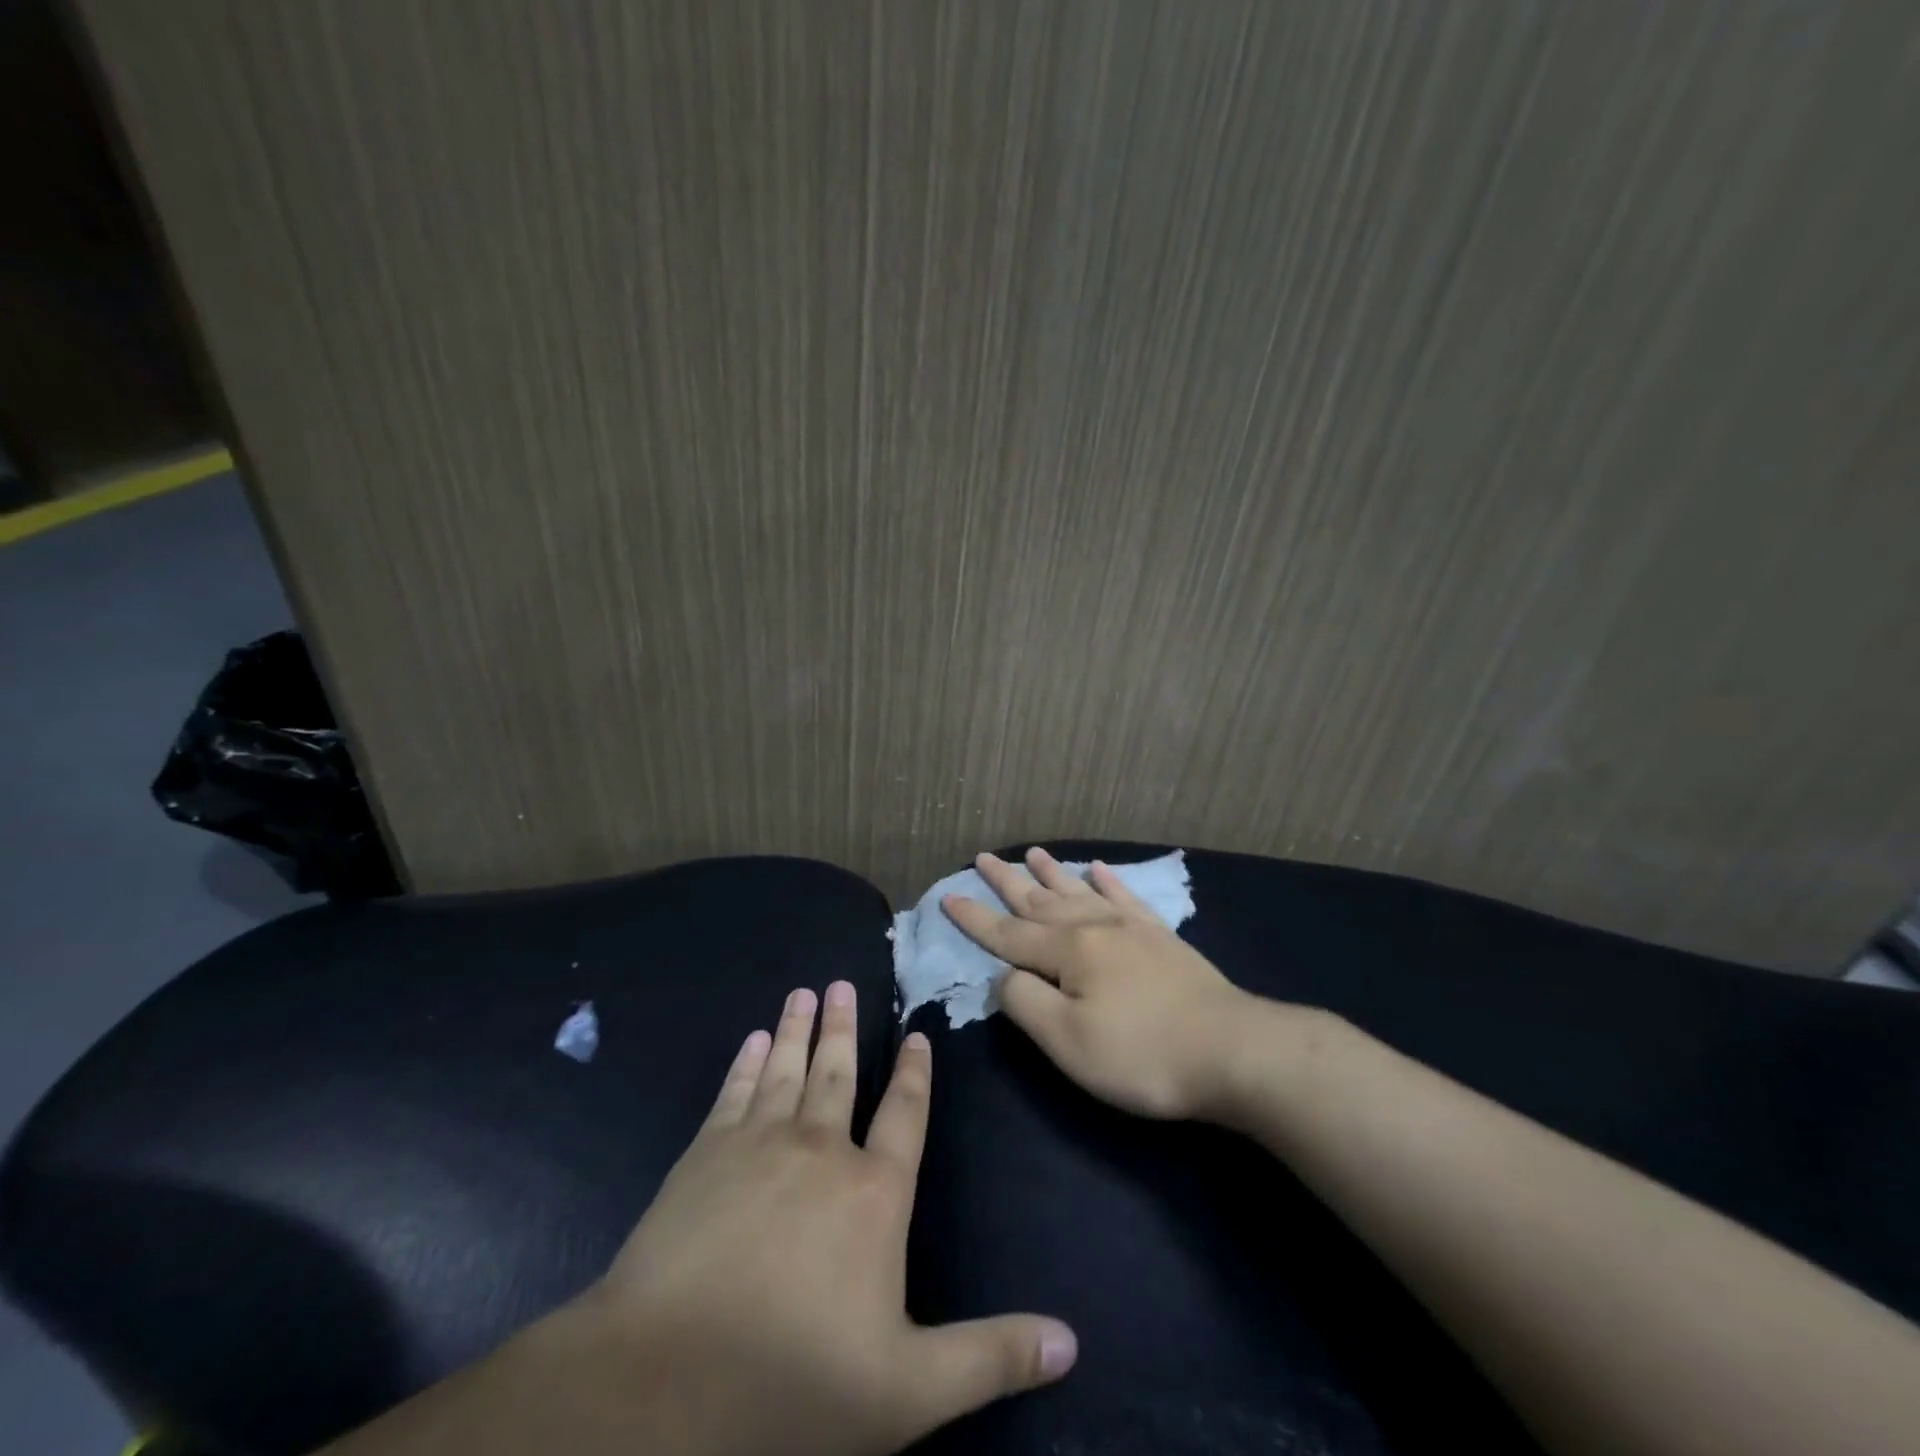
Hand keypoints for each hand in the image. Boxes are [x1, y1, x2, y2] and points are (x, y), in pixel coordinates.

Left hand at [590, 980, 1076, 1455]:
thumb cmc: (795, 1382)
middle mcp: (821, 1151)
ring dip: (796, 1029)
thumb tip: (1071, 1341)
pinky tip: (750, 1042)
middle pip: (839, 1075)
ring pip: (786, 1070)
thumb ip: (989, 1356)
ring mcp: (758, 1146)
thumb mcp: (909, 1390)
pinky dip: (744, 1065)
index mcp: (874, 1193)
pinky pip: (732, 1094)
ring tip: (803, 992)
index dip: (915, 1074)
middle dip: (844, 1028)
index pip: (905, 1115)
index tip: (916, 1035)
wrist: (667, 1386)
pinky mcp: (704, 1156)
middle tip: (842, 984)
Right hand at [941, 848, 1261, 1119]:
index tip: (948, 895)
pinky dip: (1109, 881)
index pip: (1007, 933)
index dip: (974, 918)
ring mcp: (1131, 928)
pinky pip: (1126, 898)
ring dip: (1053, 873)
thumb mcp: (1067, 1041)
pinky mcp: (1161, 937)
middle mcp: (1094, 927)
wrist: (1231, 1050)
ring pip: (1080, 891)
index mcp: (1066, 951)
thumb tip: (1002, 976)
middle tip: (983, 857)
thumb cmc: (1140, 1054)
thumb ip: (1024, 1002)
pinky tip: (1100, 869)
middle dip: (1007, 881)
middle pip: (1040, 900)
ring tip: (1033, 853)